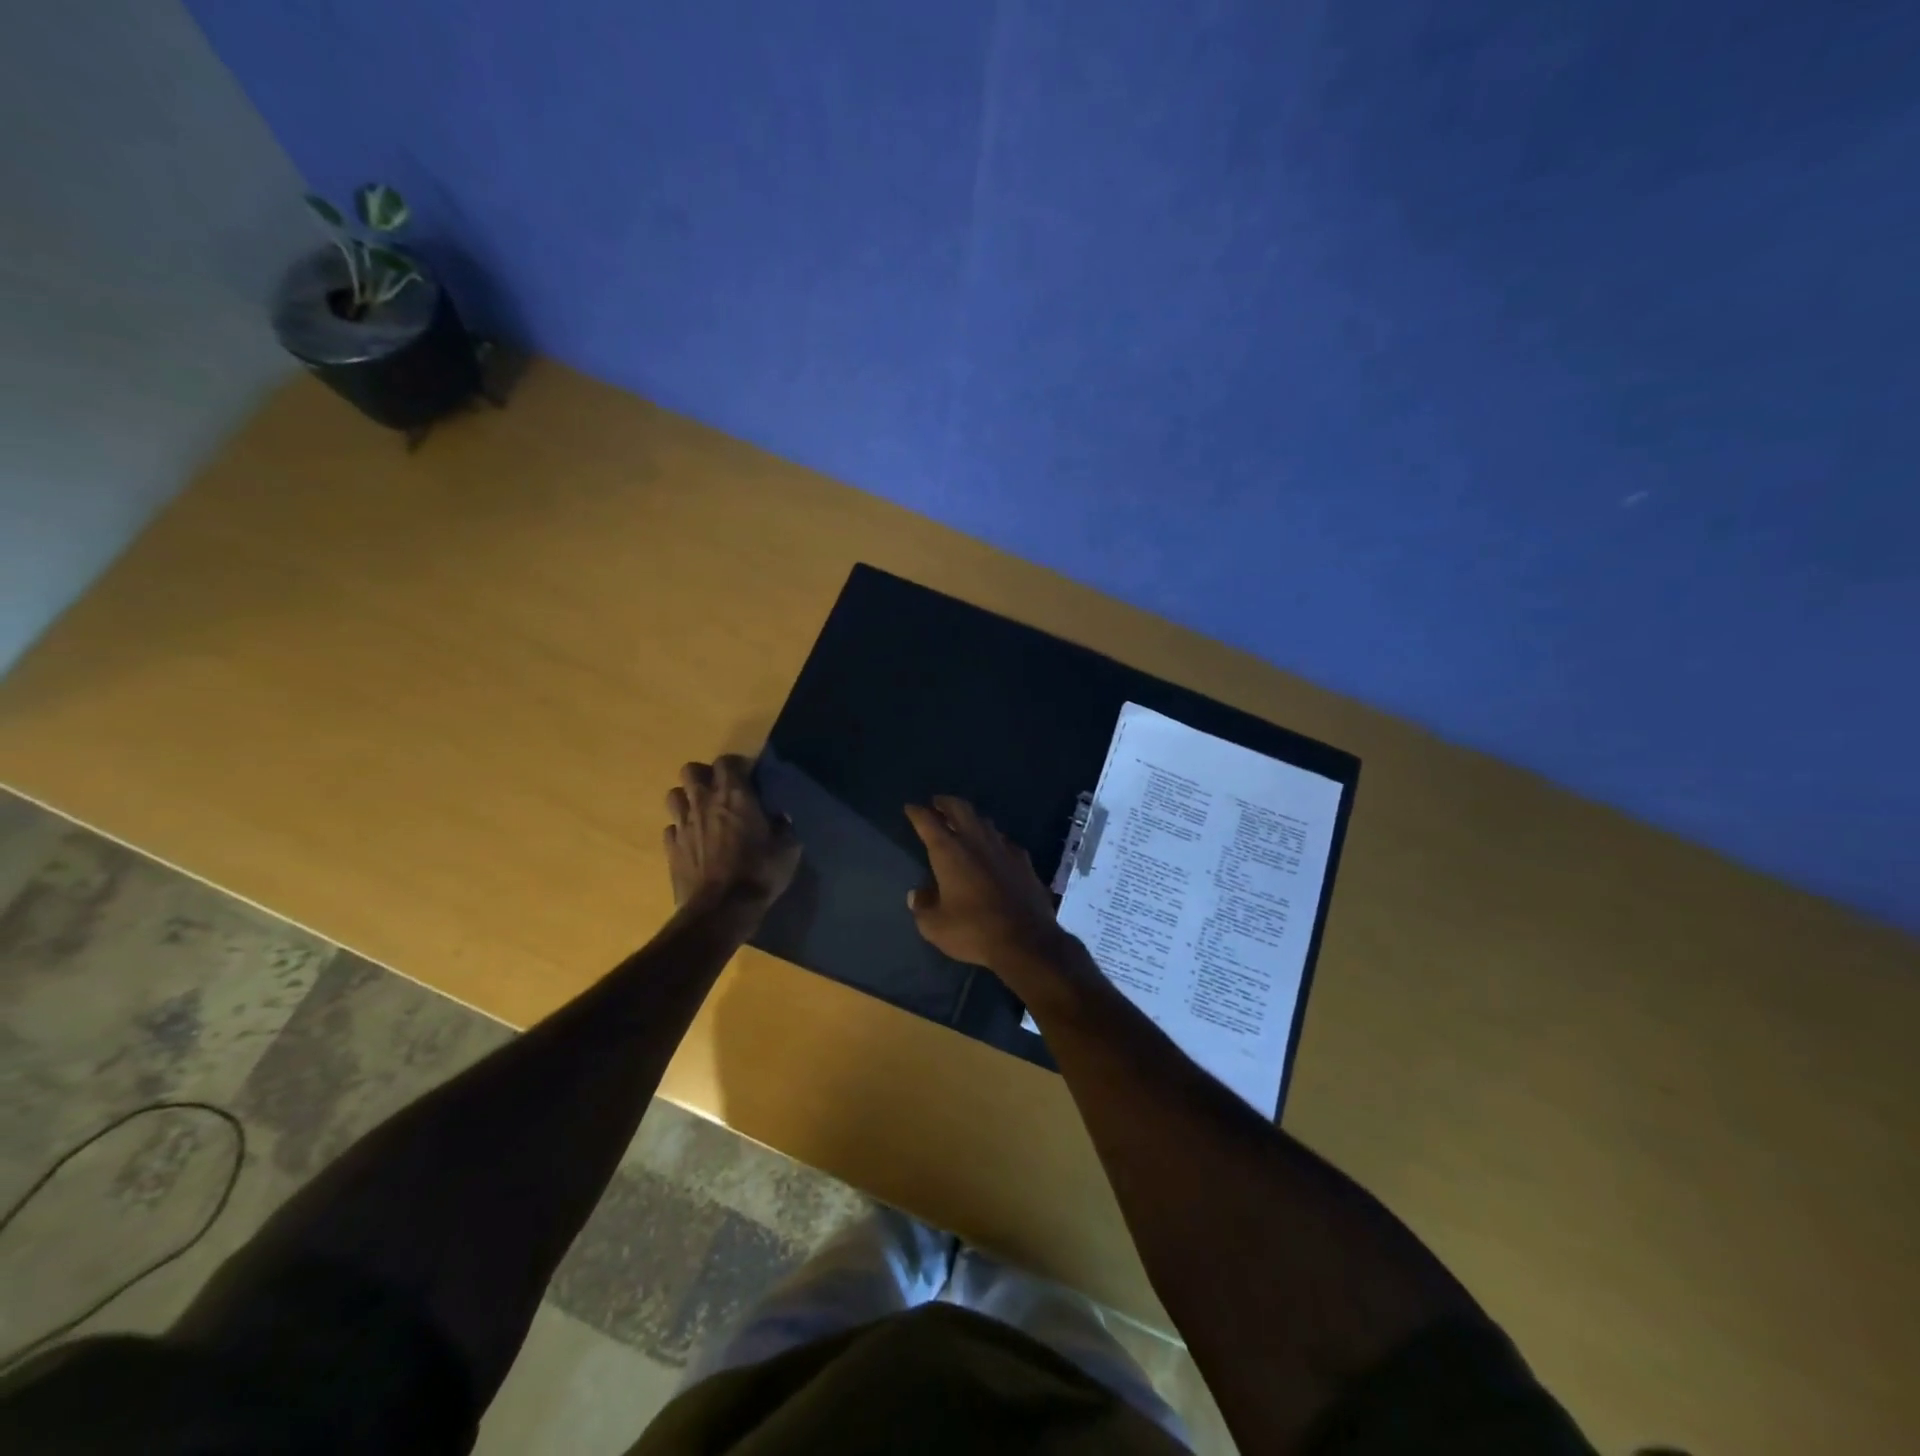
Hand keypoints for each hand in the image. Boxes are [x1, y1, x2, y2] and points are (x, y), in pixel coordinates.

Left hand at [664, 756, 800, 915]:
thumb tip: (780, 819)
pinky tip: (693, 842)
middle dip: (704, 776)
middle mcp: (704, 802)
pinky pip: (670, 828)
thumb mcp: (788, 850)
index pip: (726, 761)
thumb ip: (784, 828)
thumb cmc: (759, 874)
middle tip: (720, 792)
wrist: (721, 910)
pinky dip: (680, 830)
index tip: (748, 778)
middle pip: (691, 770)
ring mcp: (682, 824)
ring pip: (674, 795)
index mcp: (735, 795)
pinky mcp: (670, 848)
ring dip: (687, 799)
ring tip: (702, 813)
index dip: (736, 766)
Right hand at [904, 796, 1069, 969]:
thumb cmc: (973, 931)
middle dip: (946, 802)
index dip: (917, 813)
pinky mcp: (1024, 861)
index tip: (910, 807)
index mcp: (949, 852)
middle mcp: (976, 842)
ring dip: (971, 818)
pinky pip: (1005, 841)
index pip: (928, 822)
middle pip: (960, 809)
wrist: (1026, 940)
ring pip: (985, 822)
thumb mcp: (935, 926)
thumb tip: (917, 894)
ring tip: (964, 822)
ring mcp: (1004, 848)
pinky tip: (995, 848)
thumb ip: (923, 906)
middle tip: (937, 802)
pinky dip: (994, 840)